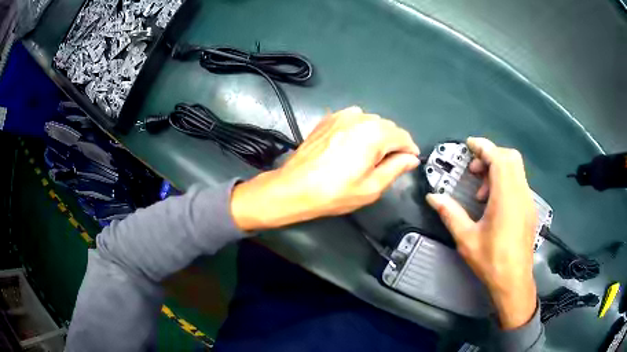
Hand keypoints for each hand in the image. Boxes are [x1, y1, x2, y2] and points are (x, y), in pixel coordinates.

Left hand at [231, 106, 419, 230]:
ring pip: (371, 122)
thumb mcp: (372, 186)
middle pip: (387, 127)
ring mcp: (341, 115)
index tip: (410, 161)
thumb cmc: (335, 192)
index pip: (403, 136)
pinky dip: (359, 130)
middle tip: (389, 164)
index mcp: (374, 133)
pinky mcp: (328, 119)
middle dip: (393, 143)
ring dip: (376, 136)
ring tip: (369, 156)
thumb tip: (411, 158)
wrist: (295, 187)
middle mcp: (360, 117)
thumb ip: (396, 168)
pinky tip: (353, 145)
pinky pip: (353, 119)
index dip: (409, 150)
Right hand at [426, 137, 537, 329]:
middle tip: (474, 171)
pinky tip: (493, 205)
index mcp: (506, 197)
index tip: (469, 145)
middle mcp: (521, 193)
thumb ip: (450, 213)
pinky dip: (506, 182)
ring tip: (481, 193)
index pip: (498, 158)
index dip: (484, 147)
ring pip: (516, 170)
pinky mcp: (530, 210)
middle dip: (491, 156)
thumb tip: (432, 197)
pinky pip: (519, 184)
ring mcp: (528, 201)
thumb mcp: (466, 239)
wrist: (514, 281)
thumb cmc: (491, 261)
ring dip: (498, 171)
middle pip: (511, 158)